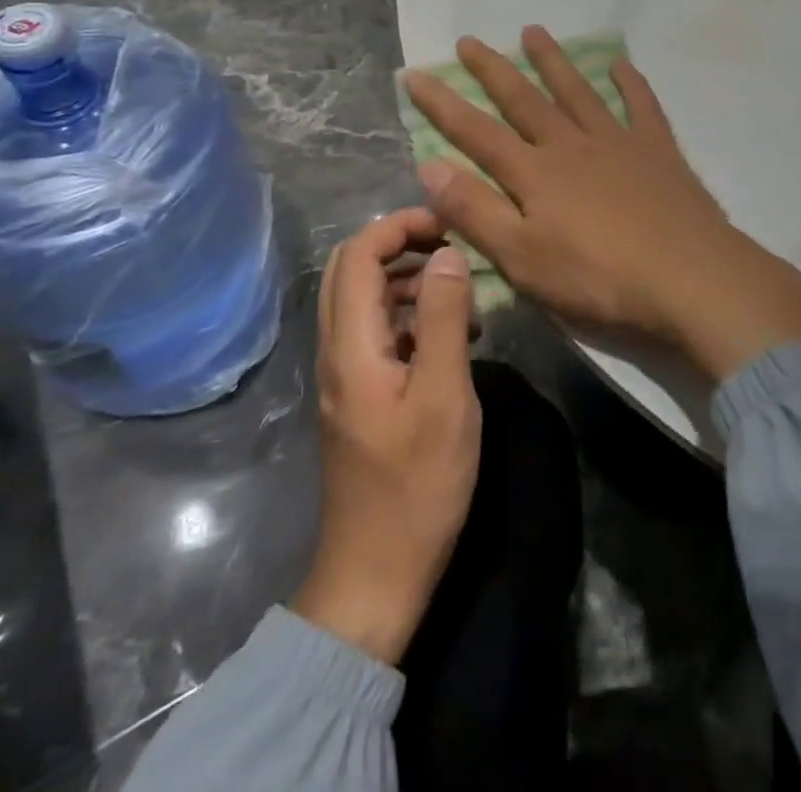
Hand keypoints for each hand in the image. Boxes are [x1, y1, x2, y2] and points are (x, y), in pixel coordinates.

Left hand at [293, 210, 480, 664]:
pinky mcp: (360, 395)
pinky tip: (453, 337)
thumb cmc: (416, 486)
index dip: (399, 226)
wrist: (376, 575)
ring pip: (365, 300)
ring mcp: (345, 375)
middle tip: (453, 250)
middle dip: (401, 246)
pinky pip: (378, 332)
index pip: (357, 254)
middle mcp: (337, 350)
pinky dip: (411, 316)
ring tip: (463, 296)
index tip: (448, 226)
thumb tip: (448, 255)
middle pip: (352, 270)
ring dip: (409, 281)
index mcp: (351, 345)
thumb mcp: (445, 396)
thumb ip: (445, 319)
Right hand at [404, 27, 800, 381]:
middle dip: (493, 70)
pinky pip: (641, 106)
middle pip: (525, 100)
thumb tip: (429, 165)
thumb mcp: (522, 258)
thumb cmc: (598, 278)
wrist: (689, 278)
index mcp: (535, 173)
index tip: (415, 73)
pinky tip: (621, 65)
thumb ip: (475, 211)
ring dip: (553, 61)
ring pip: (578, 92)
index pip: (476, 132)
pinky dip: (630, 84)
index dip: (442, 103)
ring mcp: (618, 142)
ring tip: (533, 31)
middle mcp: (571, 145)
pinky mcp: (658, 151)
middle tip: (471, 40)